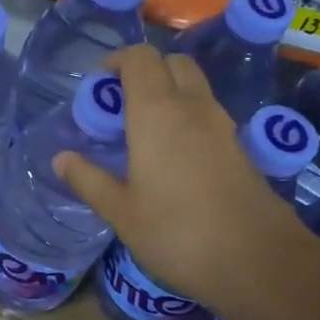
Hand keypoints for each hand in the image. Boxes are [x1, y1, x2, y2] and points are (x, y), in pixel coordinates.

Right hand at [54, 46, 319, 319]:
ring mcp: (223, 127)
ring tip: (143, 133)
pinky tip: (173, 158)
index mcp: (157, 113)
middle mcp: (193, 108)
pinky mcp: (241, 149)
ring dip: (169, 94)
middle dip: (146, 72)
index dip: (117, 61)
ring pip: (195, 88)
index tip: (100, 85)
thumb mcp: (120, 212)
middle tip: (122, 106)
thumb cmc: (177, 233)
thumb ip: (88, 179)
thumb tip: (61, 158)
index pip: (140, 58)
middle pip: (173, 63)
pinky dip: (188, 118)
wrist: (258, 261)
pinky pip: (208, 115)